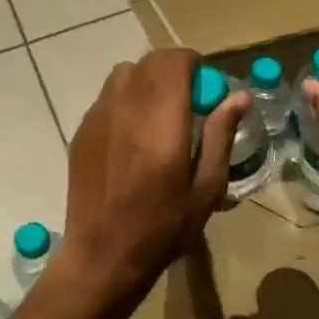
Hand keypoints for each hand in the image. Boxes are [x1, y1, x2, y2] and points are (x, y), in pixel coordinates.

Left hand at [60, 48, 248, 303]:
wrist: (102, 256)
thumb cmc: (163, 229)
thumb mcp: (206, 189)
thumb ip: (220, 136)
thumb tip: (237, 96)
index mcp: (162, 122)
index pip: (175, 61)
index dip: (195, 66)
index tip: (206, 92)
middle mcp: (126, 109)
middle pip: (150, 61)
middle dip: (174, 71)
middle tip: (188, 104)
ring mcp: (98, 117)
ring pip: (124, 73)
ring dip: (147, 81)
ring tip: (159, 116)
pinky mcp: (81, 131)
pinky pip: (107, 96)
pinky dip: (125, 100)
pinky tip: (132, 136)